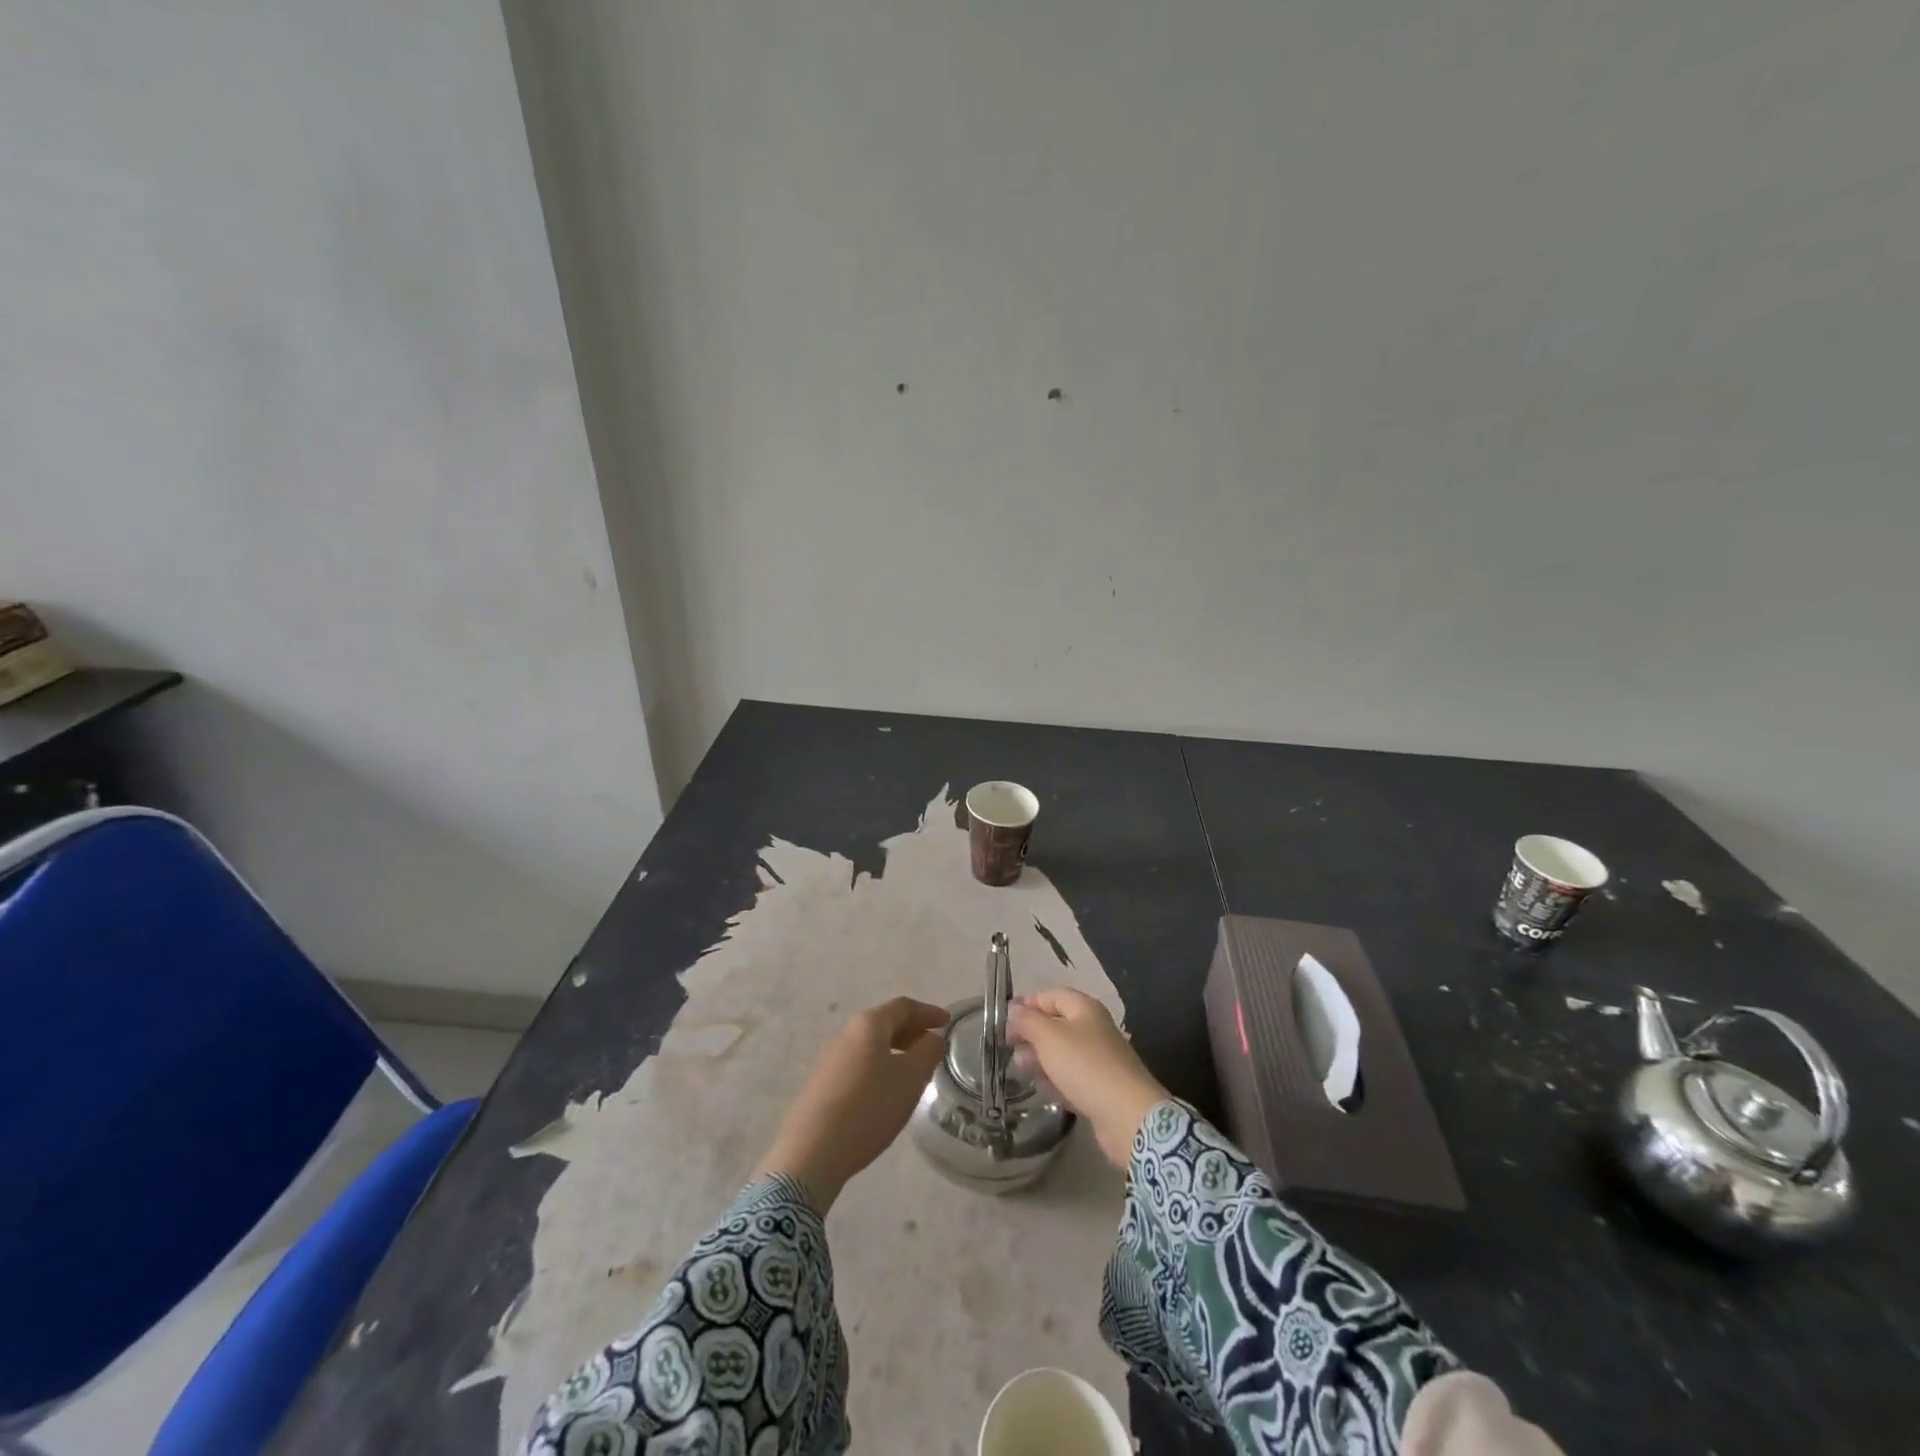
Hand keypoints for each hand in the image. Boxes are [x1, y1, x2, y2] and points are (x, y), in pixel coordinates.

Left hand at [755, 997, 949, 1211]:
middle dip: (911, 1031)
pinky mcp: (821, 1085)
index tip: (947, 1022)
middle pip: (884, 1023)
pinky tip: (885, 1094)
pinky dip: (879, 1069)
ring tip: (913, 1073)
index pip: (903, 1006)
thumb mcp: (911, 1078)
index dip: (928, 1012)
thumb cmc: (869, 1106)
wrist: (812, 1151)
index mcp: (868, 1024)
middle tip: (932, 1047)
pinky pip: (858, 1066)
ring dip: (895, 1052)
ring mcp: (830, 1060)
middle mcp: (846, 1034)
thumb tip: (931, 1037)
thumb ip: (928, 1051)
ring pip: (870, 1046)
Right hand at [1007, 989, 1167, 1169]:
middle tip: (1008, 1047)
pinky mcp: (1100, 1088)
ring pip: (1062, 1053)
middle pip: (1056, 1024)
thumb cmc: (1085, 1066)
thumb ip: (1027, 1021)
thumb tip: (1013, 1009)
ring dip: (1040, 1059)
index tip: (1003, 1019)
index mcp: (1085, 1009)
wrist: (1127, 1115)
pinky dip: (1055, 1081)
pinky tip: (1042, 1090)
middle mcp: (1093, 1030)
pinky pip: (1071, 1078)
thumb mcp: (1049, 1037)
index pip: (1051, 996)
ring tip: (1020, 1069)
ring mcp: (1098, 1060)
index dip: (1027, 1003)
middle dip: (1031, 1033)